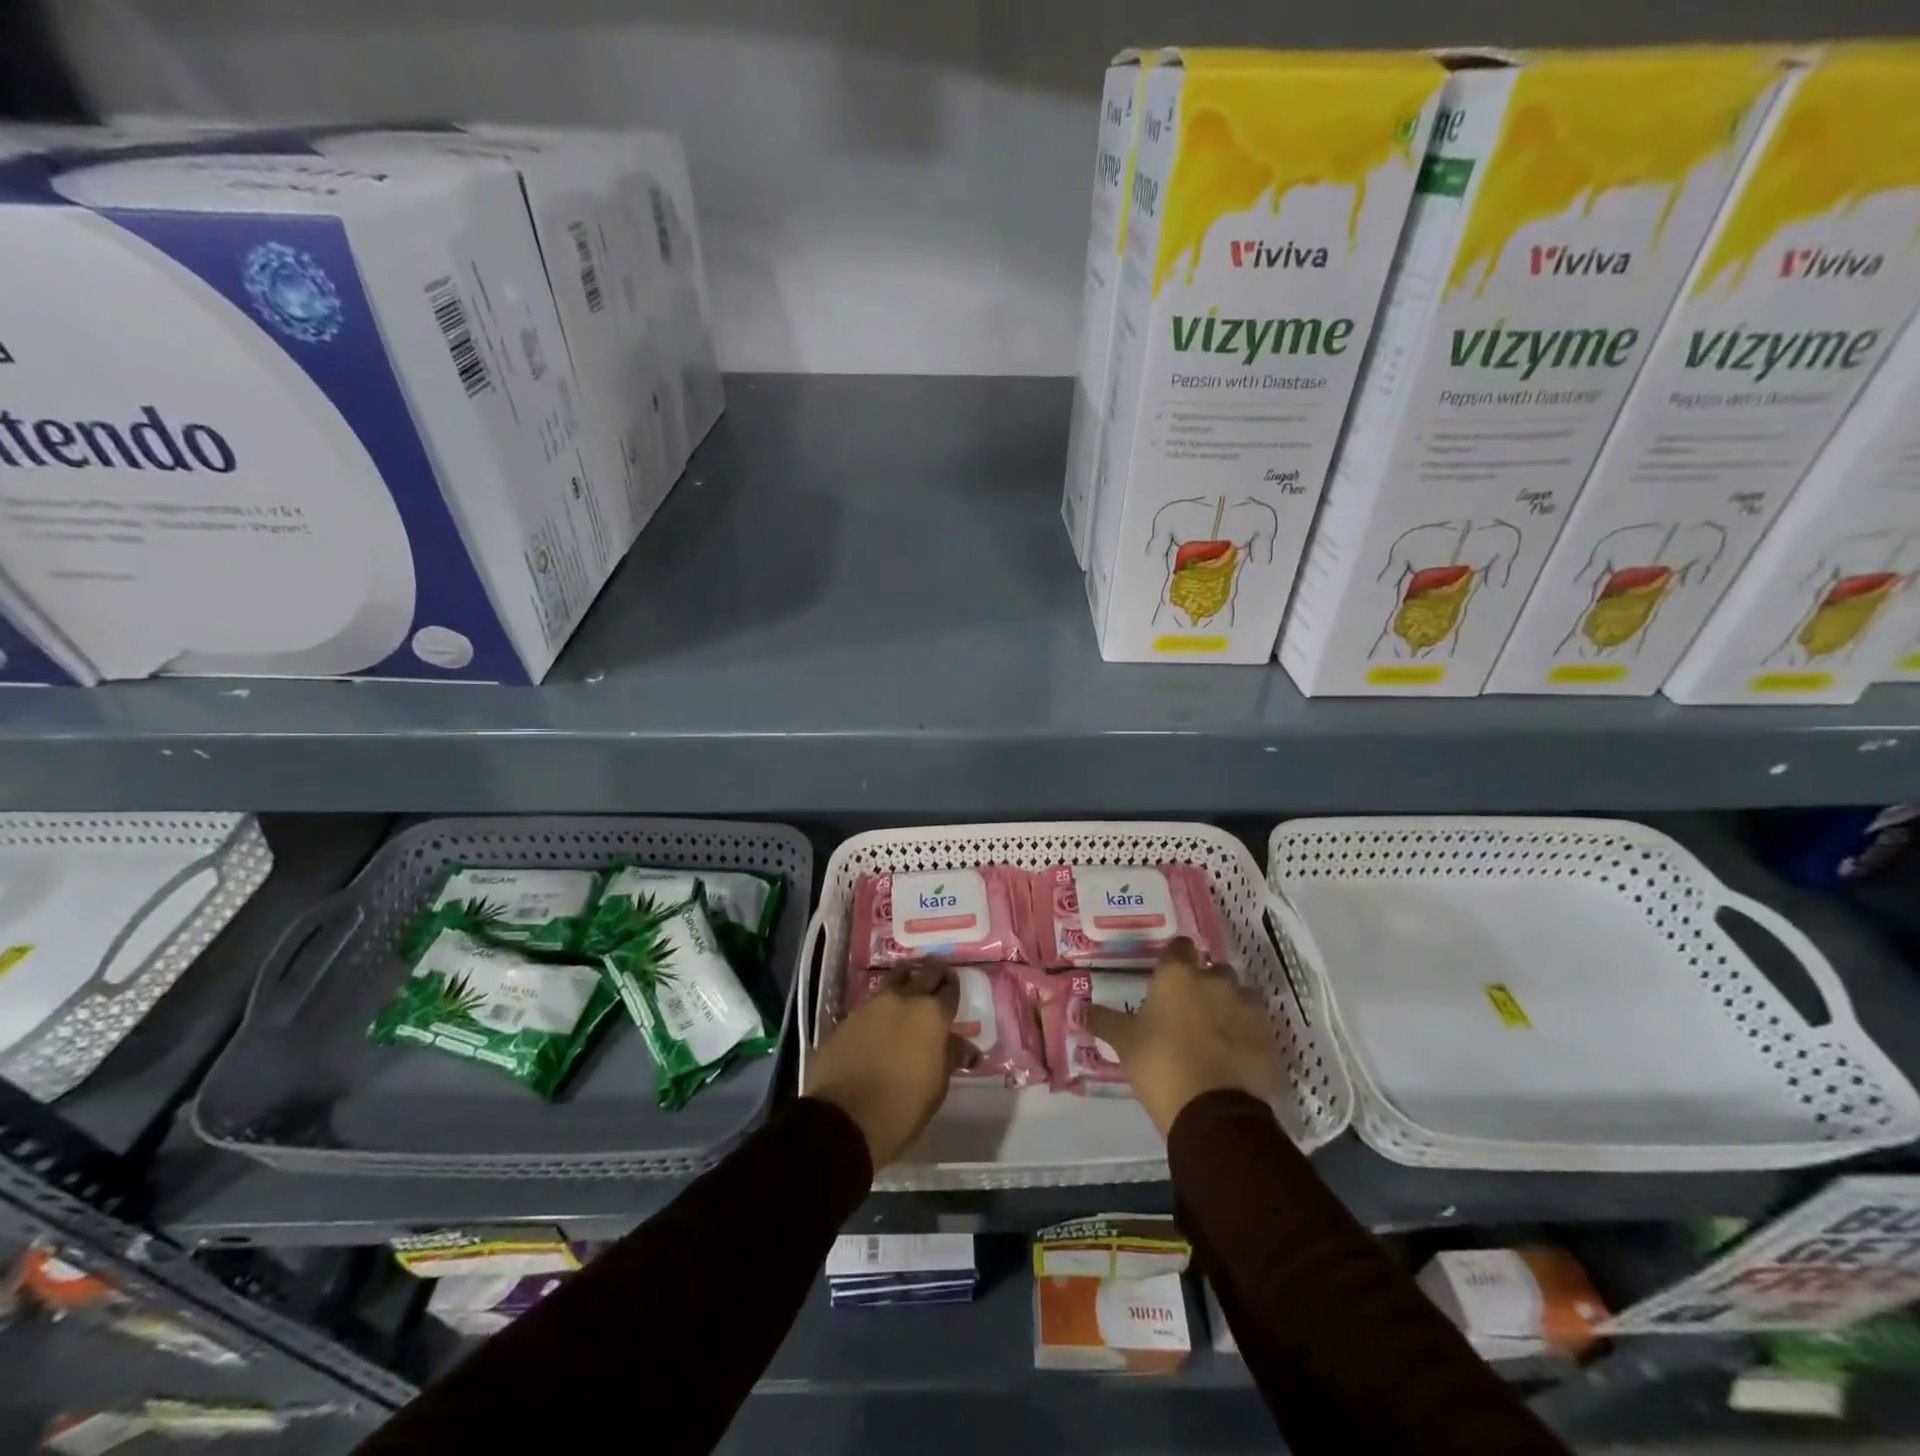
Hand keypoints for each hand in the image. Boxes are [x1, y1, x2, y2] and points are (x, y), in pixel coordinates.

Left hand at [805, 963, 977, 1168]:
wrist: (843, 1119)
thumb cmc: (902, 1108)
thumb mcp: (936, 1087)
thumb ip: (950, 1058)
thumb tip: (966, 1048)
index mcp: (932, 1015)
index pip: (950, 989)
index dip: (953, 987)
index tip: (953, 985)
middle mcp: (904, 1000)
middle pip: (924, 974)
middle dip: (933, 972)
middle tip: (938, 973)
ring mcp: (873, 1004)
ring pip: (895, 979)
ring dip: (905, 978)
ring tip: (909, 984)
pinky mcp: (849, 1016)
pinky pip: (872, 1000)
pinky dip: (882, 1002)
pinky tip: (882, 1014)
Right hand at [1085, 938, 1283, 1136]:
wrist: (1213, 1112)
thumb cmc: (1160, 1065)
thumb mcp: (1124, 1043)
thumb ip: (1104, 1020)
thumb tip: (1079, 1009)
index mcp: (1178, 975)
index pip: (1179, 946)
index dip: (1175, 956)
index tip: (1168, 971)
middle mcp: (1215, 981)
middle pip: (1213, 969)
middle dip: (1204, 982)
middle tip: (1188, 1007)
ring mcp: (1247, 1007)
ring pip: (1239, 995)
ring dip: (1229, 1006)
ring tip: (1215, 1032)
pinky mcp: (1269, 1037)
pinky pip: (1257, 1026)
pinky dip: (1247, 1034)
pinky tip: (1235, 1054)